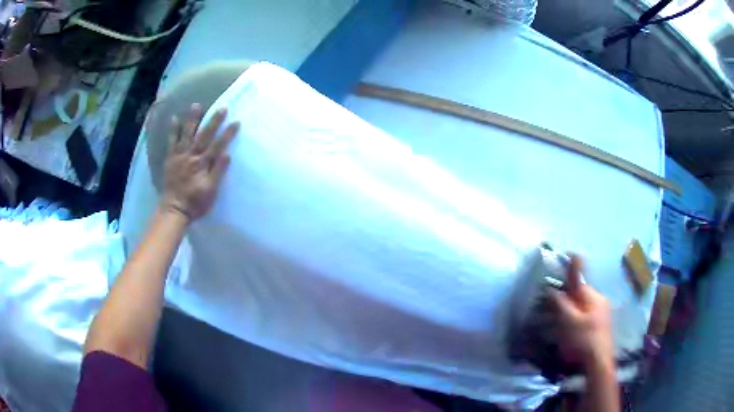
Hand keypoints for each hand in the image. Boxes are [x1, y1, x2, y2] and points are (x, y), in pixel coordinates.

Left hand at [160, 103, 238, 220]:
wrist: (173, 210)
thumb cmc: (195, 203)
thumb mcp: (210, 191)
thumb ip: (217, 172)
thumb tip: (227, 154)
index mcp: (202, 164)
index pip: (218, 146)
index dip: (227, 134)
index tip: (236, 122)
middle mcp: (191, 156)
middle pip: (204, 136)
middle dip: (213, 121)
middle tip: (222, 108)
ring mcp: (179, 156)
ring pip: (187, 134)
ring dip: (192, 119)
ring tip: (196, 105)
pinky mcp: (170, 159)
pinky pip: (171, 142)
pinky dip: (173, 130)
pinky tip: (174, 118)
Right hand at [552, 254, 614, 371]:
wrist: (598, 364)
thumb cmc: (583, 340)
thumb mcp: (569, 321)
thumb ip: (561, 302)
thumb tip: (552, 287)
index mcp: (593, 297)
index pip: (579, 279)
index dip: (571, 268)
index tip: (567, 254)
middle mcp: (600, 301)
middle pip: (582, 292)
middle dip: (569, 293)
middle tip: (555, 300)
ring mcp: (603, 314)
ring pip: (584, 304)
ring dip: (573, 306)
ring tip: (562, 317)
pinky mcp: (602, 326)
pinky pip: (587, 315)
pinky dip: (578, 316)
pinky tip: (573, 328)